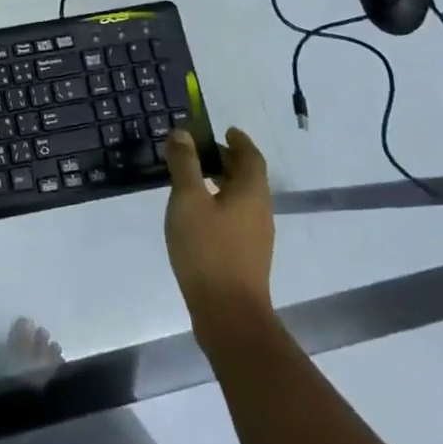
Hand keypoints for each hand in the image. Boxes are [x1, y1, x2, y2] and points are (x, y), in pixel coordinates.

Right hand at [164, 127, 275, 344]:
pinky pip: (235, 216)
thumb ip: (185, 164)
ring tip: (193, 179)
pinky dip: (219, 203)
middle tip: (199, 151)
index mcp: (251, 192)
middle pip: (247, 176)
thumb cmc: (208, 249)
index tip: (224, 130)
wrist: (228, 313)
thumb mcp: (187, 200)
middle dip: (226, 160)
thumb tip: (182, 133)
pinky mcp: (246, 255)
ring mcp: (255, 235)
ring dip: (222, 182)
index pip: (250, 156)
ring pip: (241, 197)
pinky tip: (196, 214)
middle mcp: (260, 210)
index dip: (238, 140)